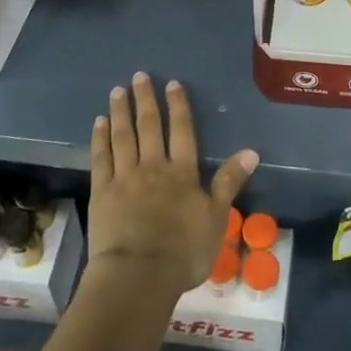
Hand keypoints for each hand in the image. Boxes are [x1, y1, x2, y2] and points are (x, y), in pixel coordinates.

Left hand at [87, 72, 257, 295]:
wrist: (139, 274)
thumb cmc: (183, 251)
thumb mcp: (216, 218)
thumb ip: (229, 182)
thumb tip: (251, 152)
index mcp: (182, 172)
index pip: (182, 131)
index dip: (178, 107)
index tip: (172, 84)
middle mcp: (153, 166)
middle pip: (149, 127)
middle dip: (145, 100)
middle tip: (139, 76)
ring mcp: (124, 177)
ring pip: (123, 136)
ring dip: (121, 112)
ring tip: (117, 91)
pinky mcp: (102, 192)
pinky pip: (101, 157)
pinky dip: (100, 138)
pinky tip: (99, 123)